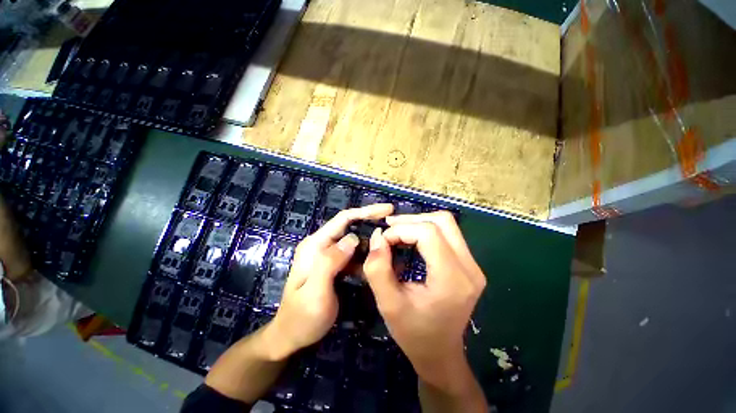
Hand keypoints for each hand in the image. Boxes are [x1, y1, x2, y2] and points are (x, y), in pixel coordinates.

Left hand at [267, 203, 393, 358]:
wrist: (291, 337)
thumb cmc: (302, 317)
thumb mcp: (315, 292)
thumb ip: (330, 262)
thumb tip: (352, 238)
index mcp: (315, 245)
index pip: (343, 219)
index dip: (366, 212)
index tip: (387, 210)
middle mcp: (321, 244)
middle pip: (350, 226)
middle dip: (371, 222)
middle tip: (394, 224)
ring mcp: (327, 255)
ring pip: (354, 240)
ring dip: (371, 240)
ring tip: (392, 241)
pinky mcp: (334, 265)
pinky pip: (353, 254)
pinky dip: (366, 254)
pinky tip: (379, 259)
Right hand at [363, 211, 485, 388]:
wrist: (440, 353)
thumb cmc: (413, 334)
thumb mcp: (388, 305)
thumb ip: (377, 269)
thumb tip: (377, 237)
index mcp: (452, 279)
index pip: (429, 233)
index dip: (402, 230)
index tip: (382, 241)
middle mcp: (469, 267)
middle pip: (442, 221)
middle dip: (411, 220)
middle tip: (389, 229)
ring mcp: (473, 265)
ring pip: (446, 224)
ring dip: (419, 222)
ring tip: (397, 232)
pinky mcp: (468, 264)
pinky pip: (448, 234)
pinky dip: (426, 230)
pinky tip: (411, 239)